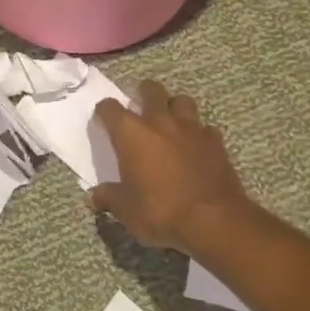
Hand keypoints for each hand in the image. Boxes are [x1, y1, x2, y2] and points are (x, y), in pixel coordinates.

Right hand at [89, 81, 253, 253]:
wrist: (213, 220)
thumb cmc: (161, 211)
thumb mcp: (126, 210)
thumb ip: (109, 198)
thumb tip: (94, 196)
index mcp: (132, 134)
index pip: (110, 108)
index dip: (104, 111)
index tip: (103, 120)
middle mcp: (160, 122)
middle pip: (151, 90)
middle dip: (144, 93)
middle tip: (140, 105)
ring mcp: (191, 129)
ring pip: (182, 101)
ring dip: (174, 106)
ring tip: (170, 120)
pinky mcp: (216, 142)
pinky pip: (205, 128)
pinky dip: (198, 133)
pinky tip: (196, 145)